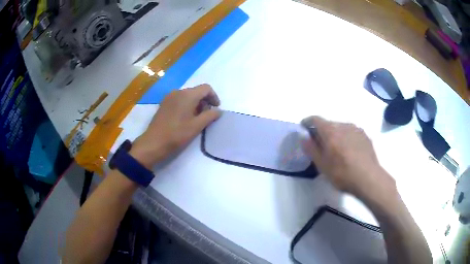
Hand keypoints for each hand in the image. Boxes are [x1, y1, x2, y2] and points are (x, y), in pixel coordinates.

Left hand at [130, 84, 220, 168]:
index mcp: (188, 95)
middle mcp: (178, 91)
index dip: (214, 97)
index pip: (206, 88)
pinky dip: (186, 105)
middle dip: (205, 101)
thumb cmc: (177, 134)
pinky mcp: (164, 103)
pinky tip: (185, 118)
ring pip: (187, 95)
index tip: (216, 109)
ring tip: (196, 118)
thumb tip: (218, 111)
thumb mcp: (197, 126)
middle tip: (207, 116)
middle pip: (196, 91)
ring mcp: (169, 97)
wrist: (154, 142)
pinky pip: (179, 99)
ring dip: (195, 104)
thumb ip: (210, 116)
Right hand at [301, 116, 395, 198]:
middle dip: (322, 131)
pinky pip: (351, 133)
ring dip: (335, 134)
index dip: (307, 122)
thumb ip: (311, 149)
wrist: (369, 178)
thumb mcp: (322, 165)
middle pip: (329, 124)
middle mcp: (343, 125)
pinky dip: (346, 138)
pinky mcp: (365, 135)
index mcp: (330, 131)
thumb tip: (304, 137)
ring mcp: (356, 129)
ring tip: (336, 149)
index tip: (304, 128)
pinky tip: (349, 151)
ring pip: (341, 128)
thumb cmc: (342, 173)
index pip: (315, 119)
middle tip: (320, 145)